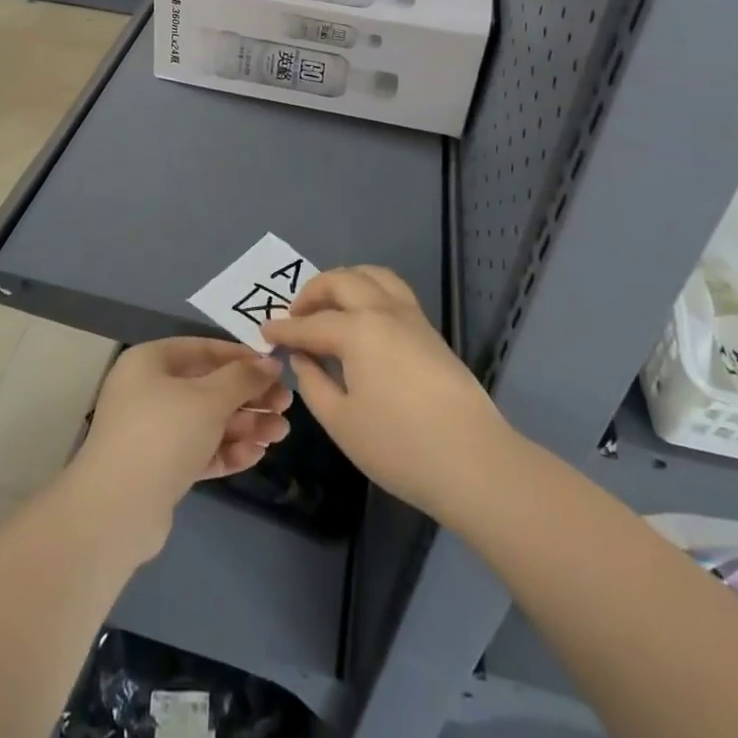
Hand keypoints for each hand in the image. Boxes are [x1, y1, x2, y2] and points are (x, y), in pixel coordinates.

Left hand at [70, 339, 290, 559]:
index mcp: (151, 362)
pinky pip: (200, 450)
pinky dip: (227, 450)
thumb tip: (270, 362)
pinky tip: (257, 455)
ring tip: (281, 434)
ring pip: (207, 421)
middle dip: (249, 397)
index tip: (276, 367)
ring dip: (245, 425)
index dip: (241, 357)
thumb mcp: (208, 398)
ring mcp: (154, 431)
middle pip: (209, 387)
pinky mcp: (161, 467)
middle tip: (286, 405)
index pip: (203, 349)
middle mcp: (149, 391)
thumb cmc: (163, 434)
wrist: (117, 510)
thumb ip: (243, 378)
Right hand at [261, 266, 508, 520]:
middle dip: (312, 292)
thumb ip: (313, 383)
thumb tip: (303, 358)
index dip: (284, 329)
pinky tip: (361, 317)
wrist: (474, 461)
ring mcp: (411, 316)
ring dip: (344, 281)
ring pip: (372, 275)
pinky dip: (369, 289)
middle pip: (341, 281)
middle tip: (295, 315)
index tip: (264, 332)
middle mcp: (383, 310)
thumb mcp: (341, 422)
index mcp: (357, 330)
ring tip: (329, 305)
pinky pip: (392, 290)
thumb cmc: (399, 446)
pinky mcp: (429, 329)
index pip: (310, 324)